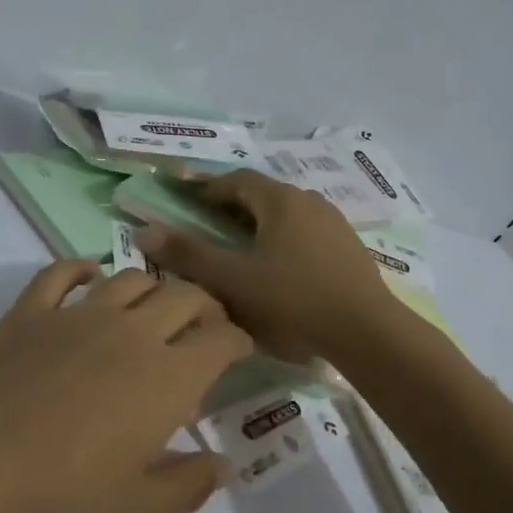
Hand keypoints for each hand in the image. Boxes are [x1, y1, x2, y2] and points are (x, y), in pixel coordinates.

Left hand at [0, 260, 251, 512]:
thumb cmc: (54, 500)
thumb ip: (187, 487)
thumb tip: (222, 464)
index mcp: (167, 378)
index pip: (222, 338)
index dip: (240, 340)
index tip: (241, 352)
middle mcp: (131, 332)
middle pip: (186, 295)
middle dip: (207, 306)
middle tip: (205, 328)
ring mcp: (77, 314)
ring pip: (131, 277)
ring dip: (153, 287)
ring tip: (154, 307)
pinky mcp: (30, 311)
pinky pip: (62, 273)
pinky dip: (82, 268)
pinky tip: (89, 278)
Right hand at [136, 169, 398, 362]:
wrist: (367, 332)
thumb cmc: (293, 300)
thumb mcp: (233, 280)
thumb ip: (189, 255)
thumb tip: (145, 229)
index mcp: (280, 201)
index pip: (236, 180)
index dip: (207, 185)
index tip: (184, 194)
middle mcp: (309, 201)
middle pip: (263, 194)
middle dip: (232, 203)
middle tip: (208, 219)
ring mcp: (334, 224)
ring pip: (287, 213)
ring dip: (260, 221)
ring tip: (241, 244)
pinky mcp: (349, 248)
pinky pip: (306, 233)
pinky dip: (283, 239)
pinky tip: (280, 266)